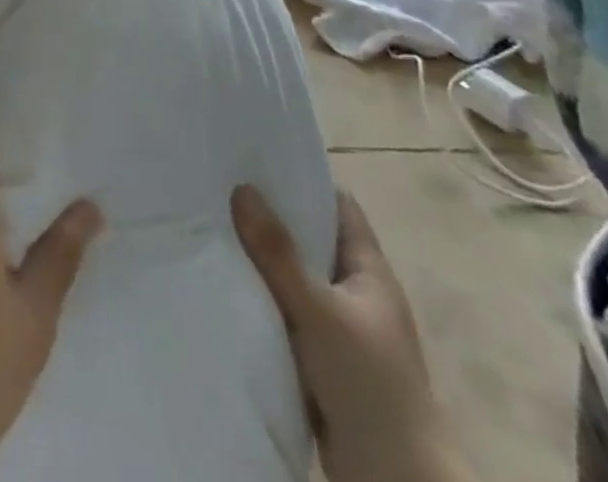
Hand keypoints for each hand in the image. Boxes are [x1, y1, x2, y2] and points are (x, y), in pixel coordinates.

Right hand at [232, 185, 474, 481]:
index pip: (338, 206)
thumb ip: (278, 253)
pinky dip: (263, 299)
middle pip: (312, 239)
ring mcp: (341, 328)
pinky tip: (228, 285)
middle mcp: (357, 293)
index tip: (258, 158)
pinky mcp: (323, 360)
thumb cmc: (368, 383)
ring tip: (214, 227)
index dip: (304, 179)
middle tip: (222, 188)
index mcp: (370, 271)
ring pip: (296, 278)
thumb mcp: (319, 310)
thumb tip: (241, 188)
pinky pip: (287, 313)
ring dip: (264, 261)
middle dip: (272, 217)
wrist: (394, 481)